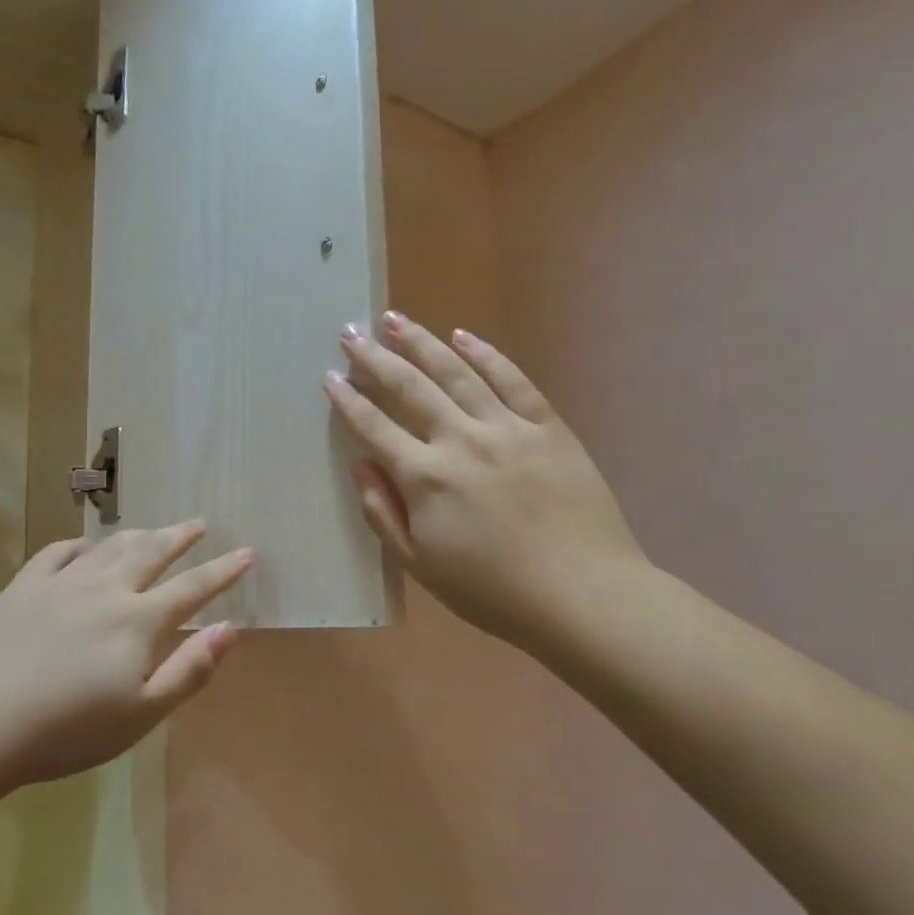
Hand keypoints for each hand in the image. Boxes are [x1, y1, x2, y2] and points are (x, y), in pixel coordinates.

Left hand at [0, 522, 253, 785]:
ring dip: (138, 534)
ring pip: (110, 547)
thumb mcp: (142, 714)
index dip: (223, 570)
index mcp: (139, 621)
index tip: (246, 552)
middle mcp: (106, 590)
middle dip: (180, 537)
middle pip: (152, 553)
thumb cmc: (68, 730)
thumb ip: (189, 670)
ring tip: (155, 529)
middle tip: (199, 523)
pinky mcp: (24, 587)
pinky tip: (85, 544)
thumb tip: (230, 629)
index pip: (193, 588)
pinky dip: (80, 544)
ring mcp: (62, 583)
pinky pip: (59, 552)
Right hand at [323, 312, 649, 655]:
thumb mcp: (421, 565)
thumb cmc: (492, 590)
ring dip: (422, 343)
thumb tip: (359, 465)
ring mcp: (508, 428)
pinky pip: (513, 380)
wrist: (583, 594)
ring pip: (457, 373)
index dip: (348, 401)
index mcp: (425, 478)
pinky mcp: (548, 427)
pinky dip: (487, 355)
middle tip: (351, 332)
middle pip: (410, 388)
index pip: (375, 428)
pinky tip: (465, 336)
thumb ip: (383, 512)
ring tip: (394, 320)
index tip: (329, 376)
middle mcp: (461, 440)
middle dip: (375, 358)